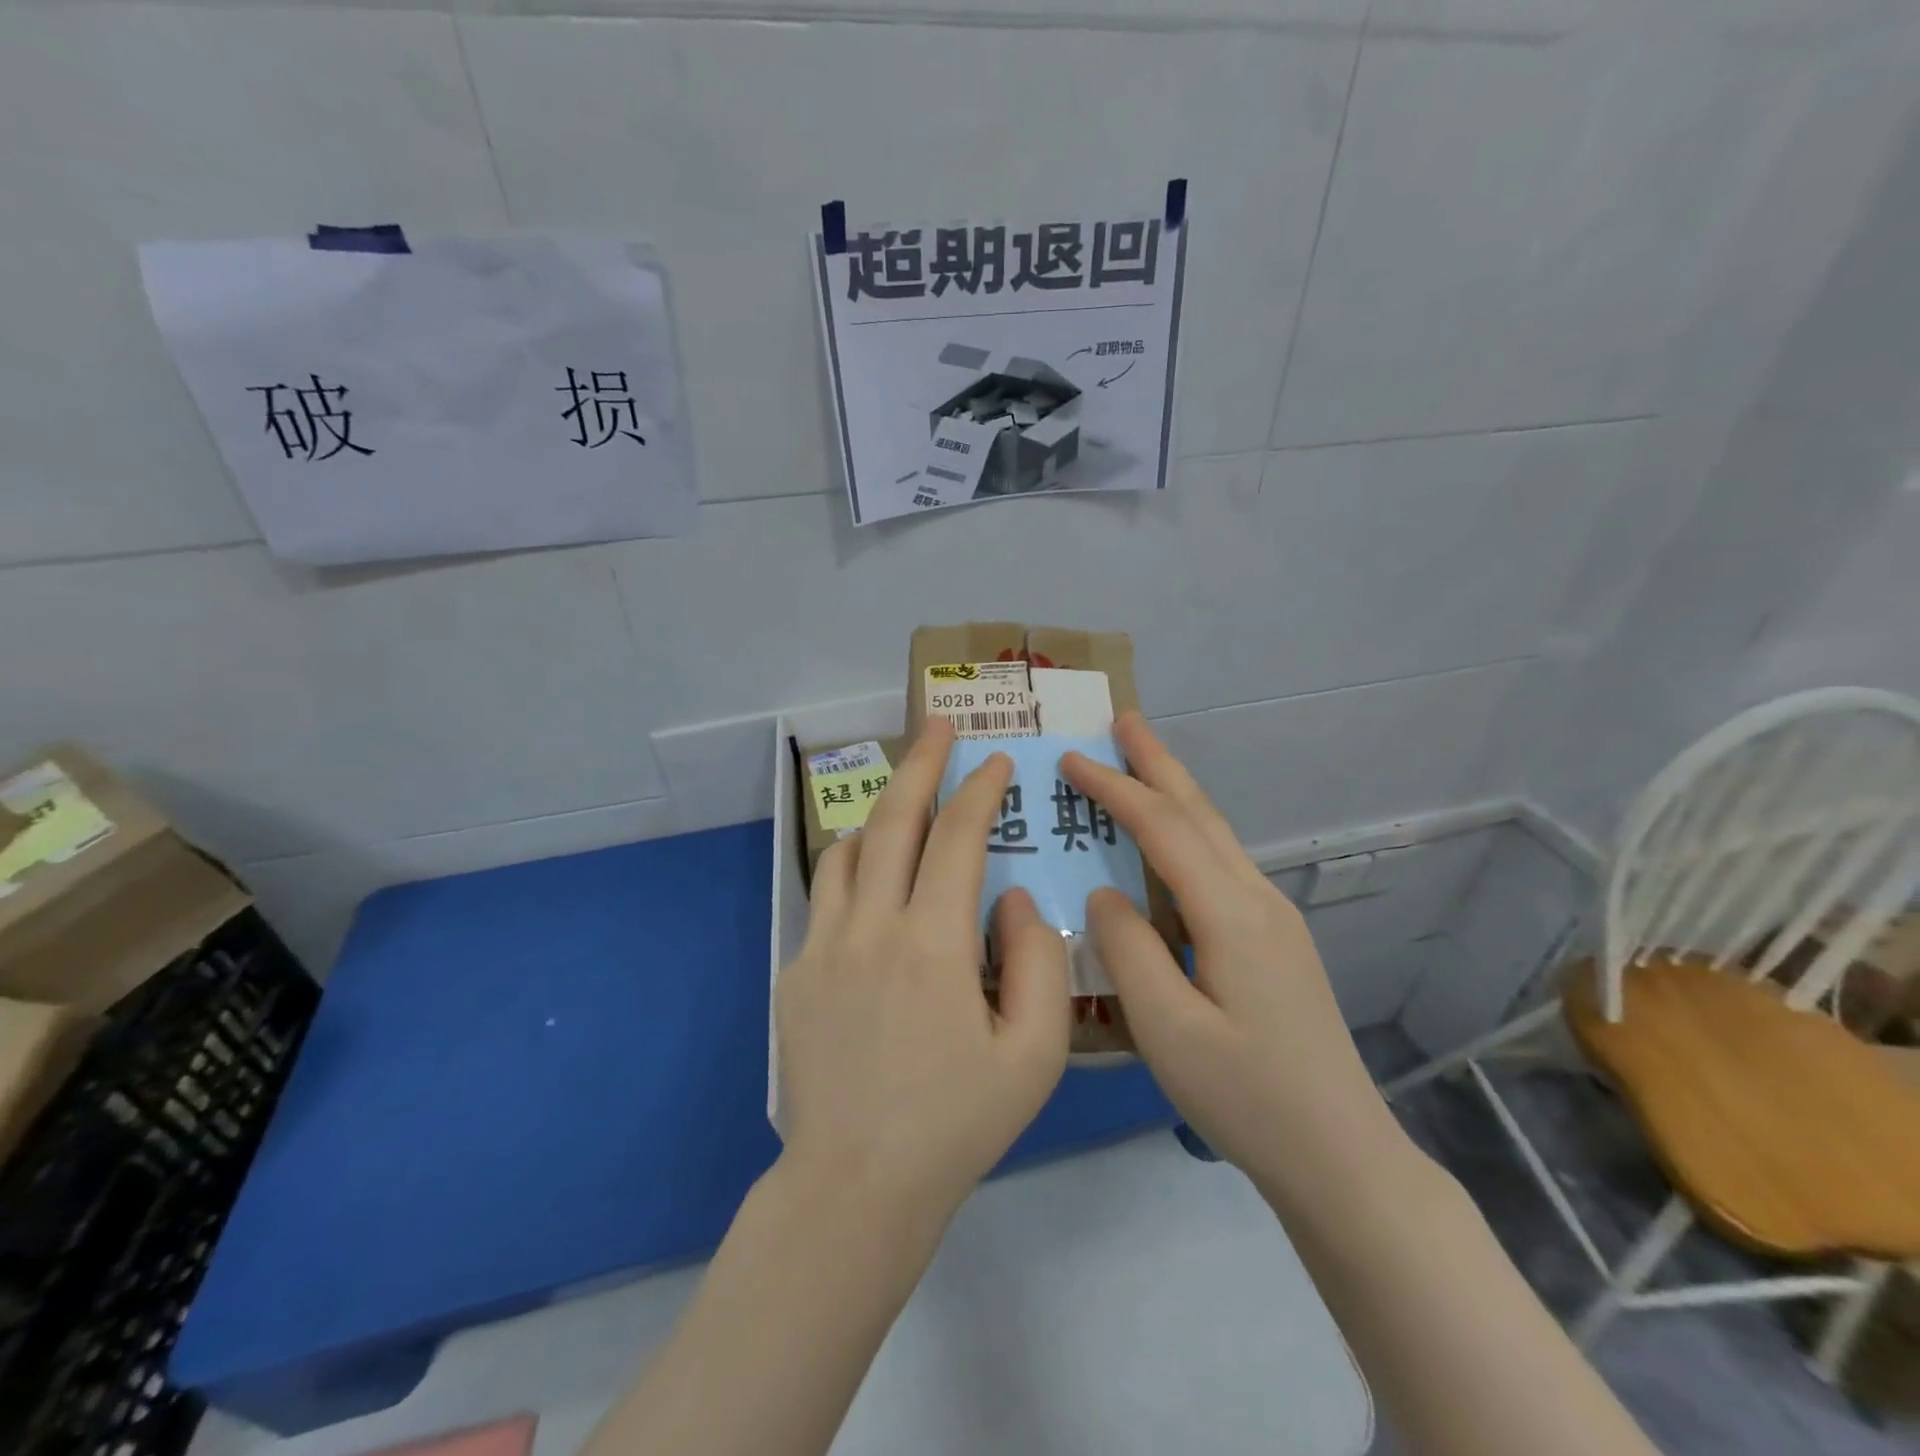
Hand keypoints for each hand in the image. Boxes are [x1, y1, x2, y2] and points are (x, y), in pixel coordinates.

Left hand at [776, 716, 1072, 1224]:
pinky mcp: (796, 971)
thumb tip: (1015, 899)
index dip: (979, 790)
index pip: (958, 838)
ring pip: (850, 848)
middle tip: (937, 724)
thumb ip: (1038, 962)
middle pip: (894, 817)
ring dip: (883, 814)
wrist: (855, 1186)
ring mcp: (823, 946)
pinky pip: (828, 894)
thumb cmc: (957, 1123)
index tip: (996, 763)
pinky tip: (877, 887)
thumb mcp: (1034, 1055)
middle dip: (920, 761)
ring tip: (910, 807)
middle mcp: (870, 927)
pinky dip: (856, 868)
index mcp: (932, 944)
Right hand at [1061, 714, 1389, 1186]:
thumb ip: (1128, 951)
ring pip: (1216, 836)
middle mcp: (1258, 900)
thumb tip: (1104, 892)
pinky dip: (1187, 833)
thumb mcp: (1169, 1031)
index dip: (1116, 788)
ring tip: (1140, 762)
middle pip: (1201, 813)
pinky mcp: (1274, 942)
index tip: (1072, 758)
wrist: (1341, 1156)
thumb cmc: (1247, 1098)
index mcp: (1232, 915)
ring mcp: (1273, 919)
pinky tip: (1169, 843)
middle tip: (1124, 719)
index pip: (1164, 829)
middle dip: (1158, 762)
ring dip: (1175, 792)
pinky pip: (1221, 865)